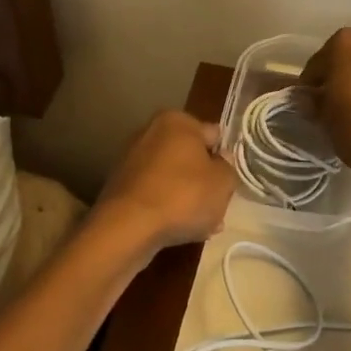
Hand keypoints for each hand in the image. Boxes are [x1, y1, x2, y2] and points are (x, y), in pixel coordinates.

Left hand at [93, 110, 235, 260]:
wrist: (128, 227)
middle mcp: (151, 132)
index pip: (213, 136)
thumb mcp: (223, 182)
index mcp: (177, 121)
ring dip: (188, 198)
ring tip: (202, 226)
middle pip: (191, 158)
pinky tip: (179, 229)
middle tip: (218, 207)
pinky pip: (155, 193)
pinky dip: (167, 207)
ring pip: (174, 178)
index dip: (225, 159)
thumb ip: (228, 167)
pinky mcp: (121, 185)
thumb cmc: (183, 196)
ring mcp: (132, 159)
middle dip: (205, 182)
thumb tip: (221, 160)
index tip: (229, 183)